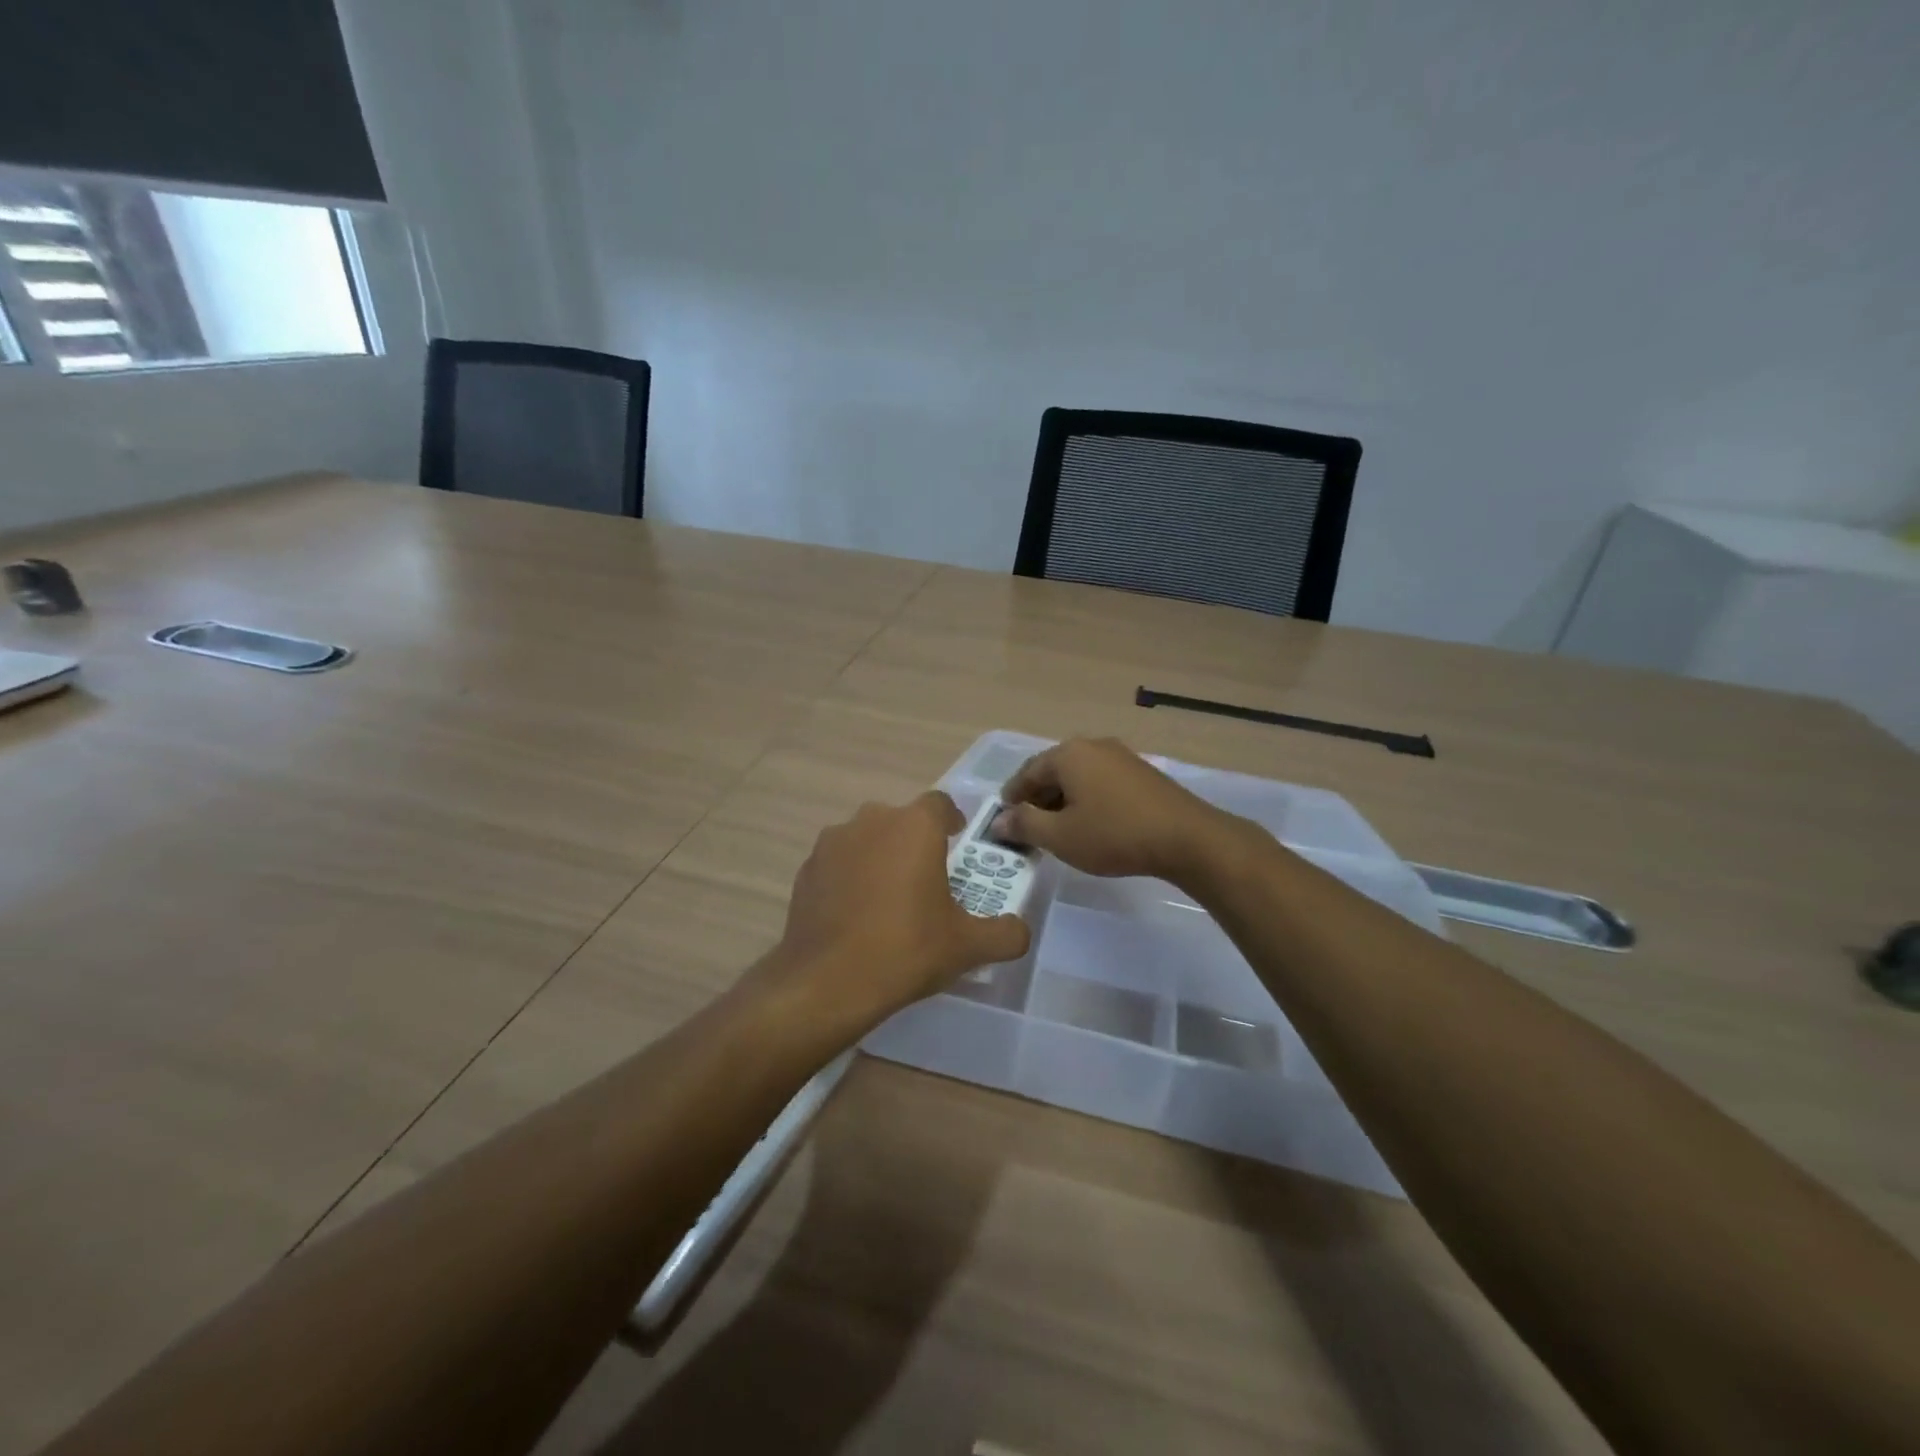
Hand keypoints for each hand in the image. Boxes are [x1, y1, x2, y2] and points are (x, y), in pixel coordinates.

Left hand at [758, 792, 1030, 1034]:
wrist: (827, 981)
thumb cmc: (906, 949)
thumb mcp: (969, 947)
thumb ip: (1006, 933)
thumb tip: (1019, 930)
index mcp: (915, 826)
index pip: (940, 804)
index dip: (952, 821)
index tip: (958, 846)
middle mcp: (872, 821)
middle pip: (902, 821)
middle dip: (916, 843)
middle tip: (928, 881)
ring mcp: (832, 842)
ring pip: (867, 839)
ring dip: (881, 858)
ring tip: (889, 900)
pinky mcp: (806, 869)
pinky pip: (838, 863)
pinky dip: (850, 878)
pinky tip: (855, 915)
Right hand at [995, 737, 1237, 883]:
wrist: (1186, 838)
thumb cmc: (1114, 834)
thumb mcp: (1060, 836)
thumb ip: (1025, 825)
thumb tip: (999, 820)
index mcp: (1068, 754)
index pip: (1027, 772)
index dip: (1012, 797)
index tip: (1003, 820)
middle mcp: (1093, 746)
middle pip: (1053, 771)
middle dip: (1037, 799)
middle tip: (1028, 828)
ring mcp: (1120, 756)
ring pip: (1078, 776)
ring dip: (1062, 800)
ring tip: (1058, 830)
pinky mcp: (1141, 772)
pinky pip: (1100, 781)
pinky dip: (1087, 799)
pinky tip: (1090, 824)